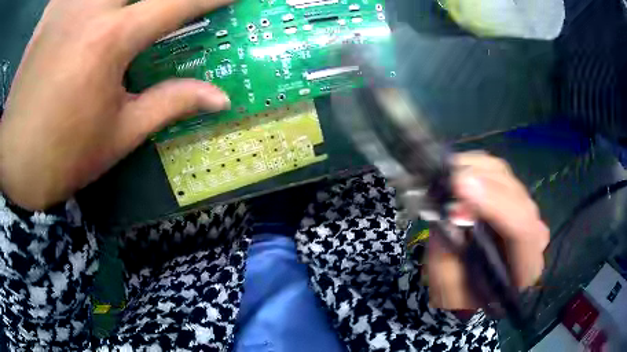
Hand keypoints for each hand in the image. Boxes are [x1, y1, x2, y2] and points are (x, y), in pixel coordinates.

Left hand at [0, 0, 231, 209]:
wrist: (12, 163)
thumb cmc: (60, 157)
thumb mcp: (116, 137)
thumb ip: (169, 103)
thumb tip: (219, 96)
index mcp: (111, 41)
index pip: (180, 2)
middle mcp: (90, 9)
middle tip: (167, 8)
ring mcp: (65, 6)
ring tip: (126, 11)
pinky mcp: (48, 14)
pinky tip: (87, 10)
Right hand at [427, 152, 548, 310]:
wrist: (473, 285)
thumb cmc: (463, 294)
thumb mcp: (448, 289)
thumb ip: (448, 257)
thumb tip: (450, 213)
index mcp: (525, 268)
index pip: (522, 230)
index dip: (495, 206)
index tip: (461, 189)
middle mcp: (534, 234)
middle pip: (517, 197)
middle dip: (482, 185)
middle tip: (447, 182)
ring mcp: (526, 210)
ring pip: (506, 177)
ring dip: (476, 171)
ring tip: (447, 178)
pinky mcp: (513, 195)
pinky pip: (497, 170)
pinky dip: (475, 165)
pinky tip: (457, 173)